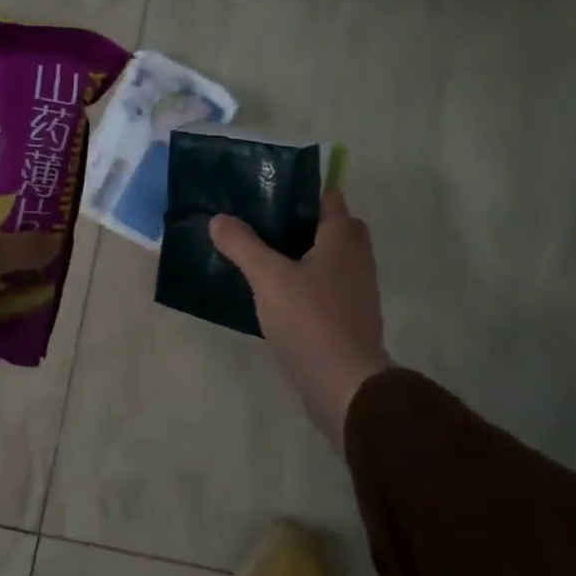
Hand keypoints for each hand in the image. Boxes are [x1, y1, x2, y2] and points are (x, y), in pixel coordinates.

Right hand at [209, 190, 392, 449]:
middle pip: (330, 227)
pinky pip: (325, 287)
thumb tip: (219, 218)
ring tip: (259, 256)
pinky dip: (304, 283)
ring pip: (327, 259)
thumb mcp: (268, 278)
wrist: (345, 385)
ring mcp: (356, 290)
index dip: (299, 190)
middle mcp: (356, 258)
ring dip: (300, 254)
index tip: (265, 192)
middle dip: (298, 223)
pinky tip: (274, 294)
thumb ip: (242, 245)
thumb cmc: (310, 320)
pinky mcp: (349, 318)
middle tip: (259, 225)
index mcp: (342, 238)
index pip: (327, 197)